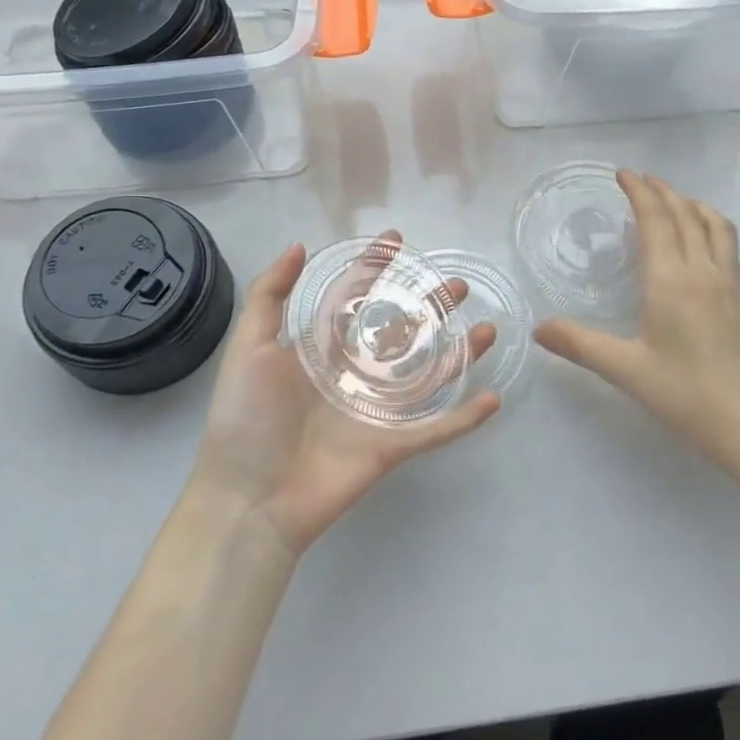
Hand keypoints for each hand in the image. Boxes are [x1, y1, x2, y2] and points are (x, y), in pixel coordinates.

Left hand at [189, 235, 499, 557]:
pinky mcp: (390, 446)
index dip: (374, 268)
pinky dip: (464, 418)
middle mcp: (353, 374)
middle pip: (401, 331)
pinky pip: (435, 429)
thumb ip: (270, 296)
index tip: (397, 240)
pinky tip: (493, 399)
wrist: (248, 500)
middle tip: (460, 286)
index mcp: (320, 350)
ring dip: (459, 354)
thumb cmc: (246, 419)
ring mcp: (375, 410)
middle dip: (431, 307)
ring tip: (489, 330)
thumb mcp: (248, 348)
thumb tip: (298, 246)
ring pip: (427, 375)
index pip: (354, 298)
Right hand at [534, 170, 739, 473]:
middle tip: (641, 180)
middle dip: (663, 190)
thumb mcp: (626, 370)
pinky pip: (729, 246)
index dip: (639, 191)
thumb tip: (539, 329)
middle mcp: (704, 270)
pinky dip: (712, 227)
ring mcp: (730, 284)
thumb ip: (580, 344)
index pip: (656, 219)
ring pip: (716, 225)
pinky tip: (703, 244)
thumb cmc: (686, 395)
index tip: (623, 173)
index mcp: (672, 279)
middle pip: (686, 214)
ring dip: (692, 204)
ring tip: (675, 201)